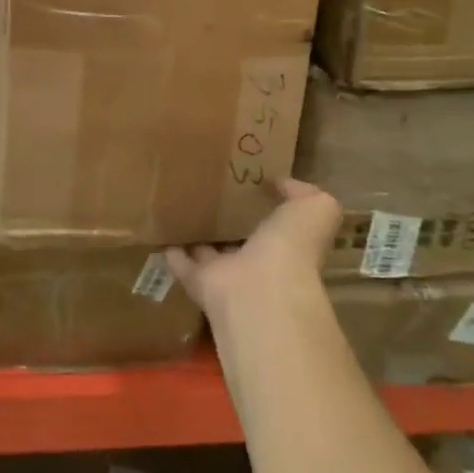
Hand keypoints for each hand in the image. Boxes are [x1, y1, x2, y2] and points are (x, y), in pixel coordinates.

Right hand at [165, 179, 341, 319]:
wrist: (261, 290)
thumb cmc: (292, 246)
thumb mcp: (314, 208)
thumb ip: (303, 192)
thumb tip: (280, 182)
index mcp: (287, 245)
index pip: (276, 226)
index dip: (265, 207)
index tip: (246, 185)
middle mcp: (258, 264)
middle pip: (241, 240)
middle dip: (228, 222)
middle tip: (208, 192)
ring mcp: (228, 276)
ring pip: (210, 253)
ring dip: (198, 236)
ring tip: (179, 208)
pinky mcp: (200, 284)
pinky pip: (182, 265)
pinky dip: (171, 251)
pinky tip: (159, 231)